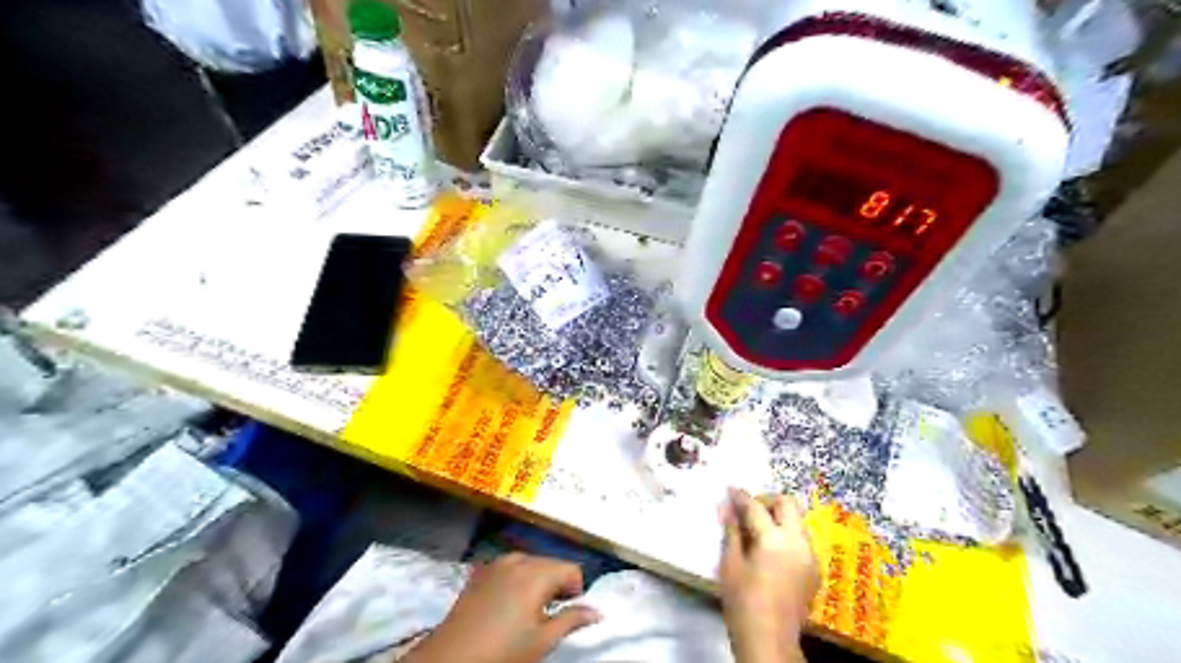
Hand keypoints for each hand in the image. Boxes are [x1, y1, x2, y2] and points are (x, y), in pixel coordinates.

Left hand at [410, 552, 599, 662]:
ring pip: (530, 563)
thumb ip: (572, 620)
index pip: (572, 569)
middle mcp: (518, 560)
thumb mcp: (542, 640)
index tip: (566, 612)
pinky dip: (516, 579)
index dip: (576, 590)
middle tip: (549, 614)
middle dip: (556, 584)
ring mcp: (496, 563)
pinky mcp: (480, 572)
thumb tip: (597, 611)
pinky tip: (507, 604)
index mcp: (537, 573)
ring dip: (537, 580)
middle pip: (551, 563)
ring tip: (529, 609)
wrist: (450, 658)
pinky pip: (509, 567)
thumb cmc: (502, 651)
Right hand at [721, 487, 824, 662]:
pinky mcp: (814, 570)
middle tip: (748, 510)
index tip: (729, 490)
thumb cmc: (742, 602)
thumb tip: (727, 506)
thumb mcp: (729, 564)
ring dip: (778, 517)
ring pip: (797, 521)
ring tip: (757, 529)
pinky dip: (786, 534)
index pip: (756, 507)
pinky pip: (801, 539)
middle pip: (787, 504)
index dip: (740, 496)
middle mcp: (798, 543)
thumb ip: (731, 531)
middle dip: (766, 501)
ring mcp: (810, 556)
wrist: (770, 641)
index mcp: (774, 540)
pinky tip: (770, 549)